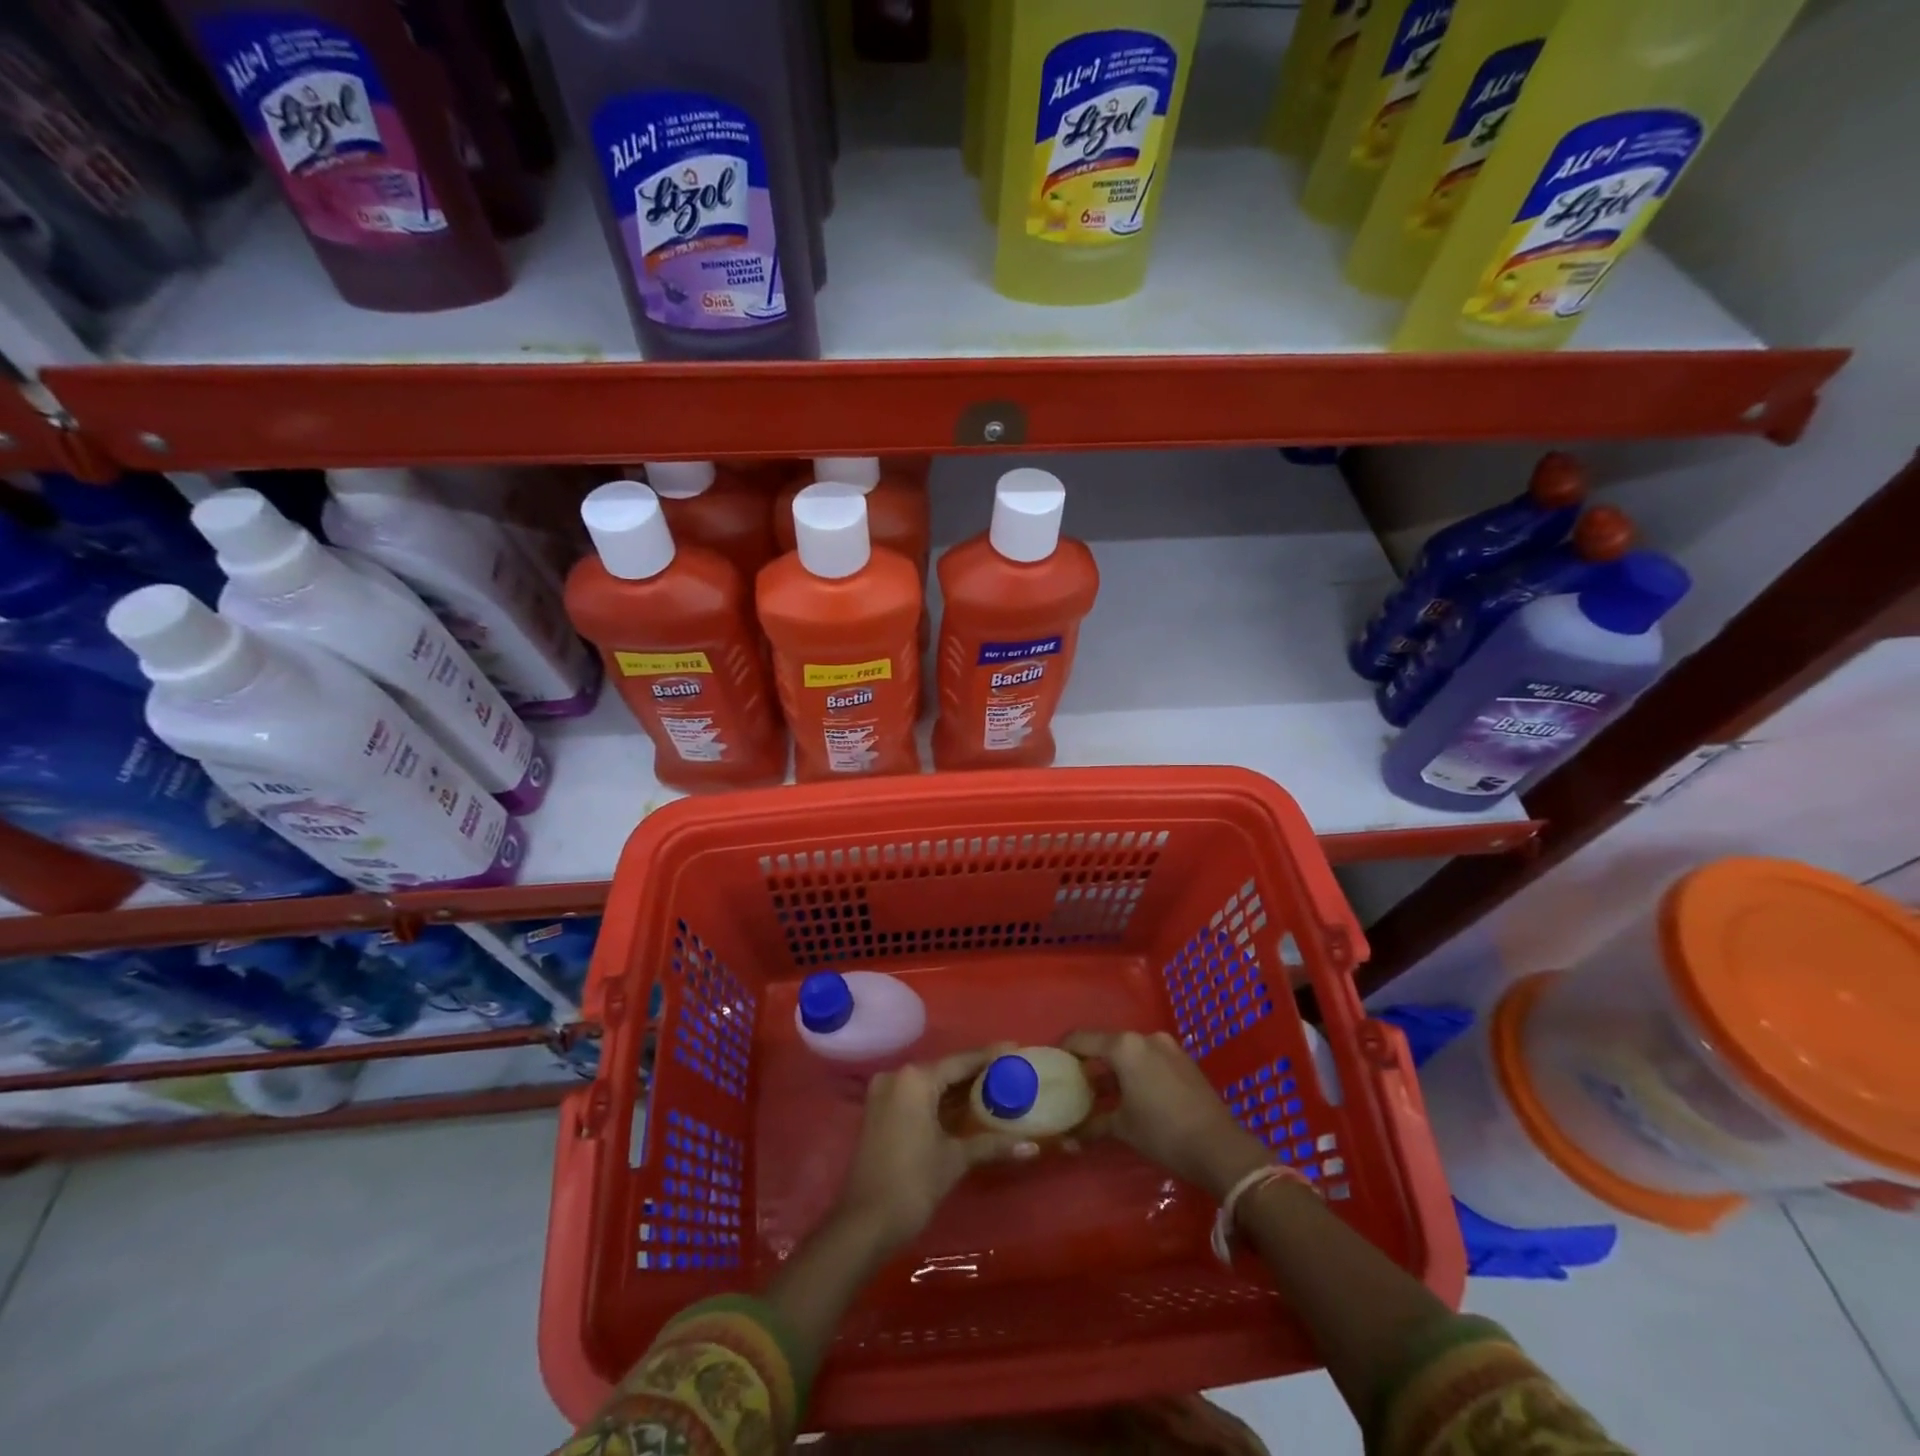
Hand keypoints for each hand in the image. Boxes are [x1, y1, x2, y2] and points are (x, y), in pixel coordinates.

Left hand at [834, 1046, 1033, 1252]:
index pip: (961, 1061)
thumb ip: (992, 1145)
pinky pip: (916, 1096)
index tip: (1015, 1049)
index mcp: (915, 1079)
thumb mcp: (954, 1160)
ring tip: (994, 1086)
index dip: (990, 1056)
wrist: (865, 1223)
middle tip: (1008, 1071)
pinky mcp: (879, 1111)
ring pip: (930, 1084)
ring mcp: (884, 1093)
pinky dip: (939, 1100)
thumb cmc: (913, 1183)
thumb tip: (1032, 1148)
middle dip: (975, 1073)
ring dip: (957, 1089)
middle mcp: (897, 1077)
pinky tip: (964, 1106)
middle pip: (944, 1070)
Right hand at [1066, 1029, 1269, 1199]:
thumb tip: (1069, 1137)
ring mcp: (1168, 1047)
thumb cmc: (1163, 1133)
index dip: (1065, 1048)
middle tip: (1075, 1082)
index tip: (1052, 1060)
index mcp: (1125, 1047)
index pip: (1083, 1039)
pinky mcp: (1184, 1061)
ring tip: (1101, 1092)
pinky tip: (1130, 1095)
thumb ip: (1093, 1124)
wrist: (1220, 1147)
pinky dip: (1136, 1071)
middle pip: (1108, 1044)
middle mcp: (1145, 1038)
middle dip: (1091, 1062)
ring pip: (1130, 1052)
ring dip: (1115, 1069)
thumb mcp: (1123, 1128)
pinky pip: (1149, 1059)